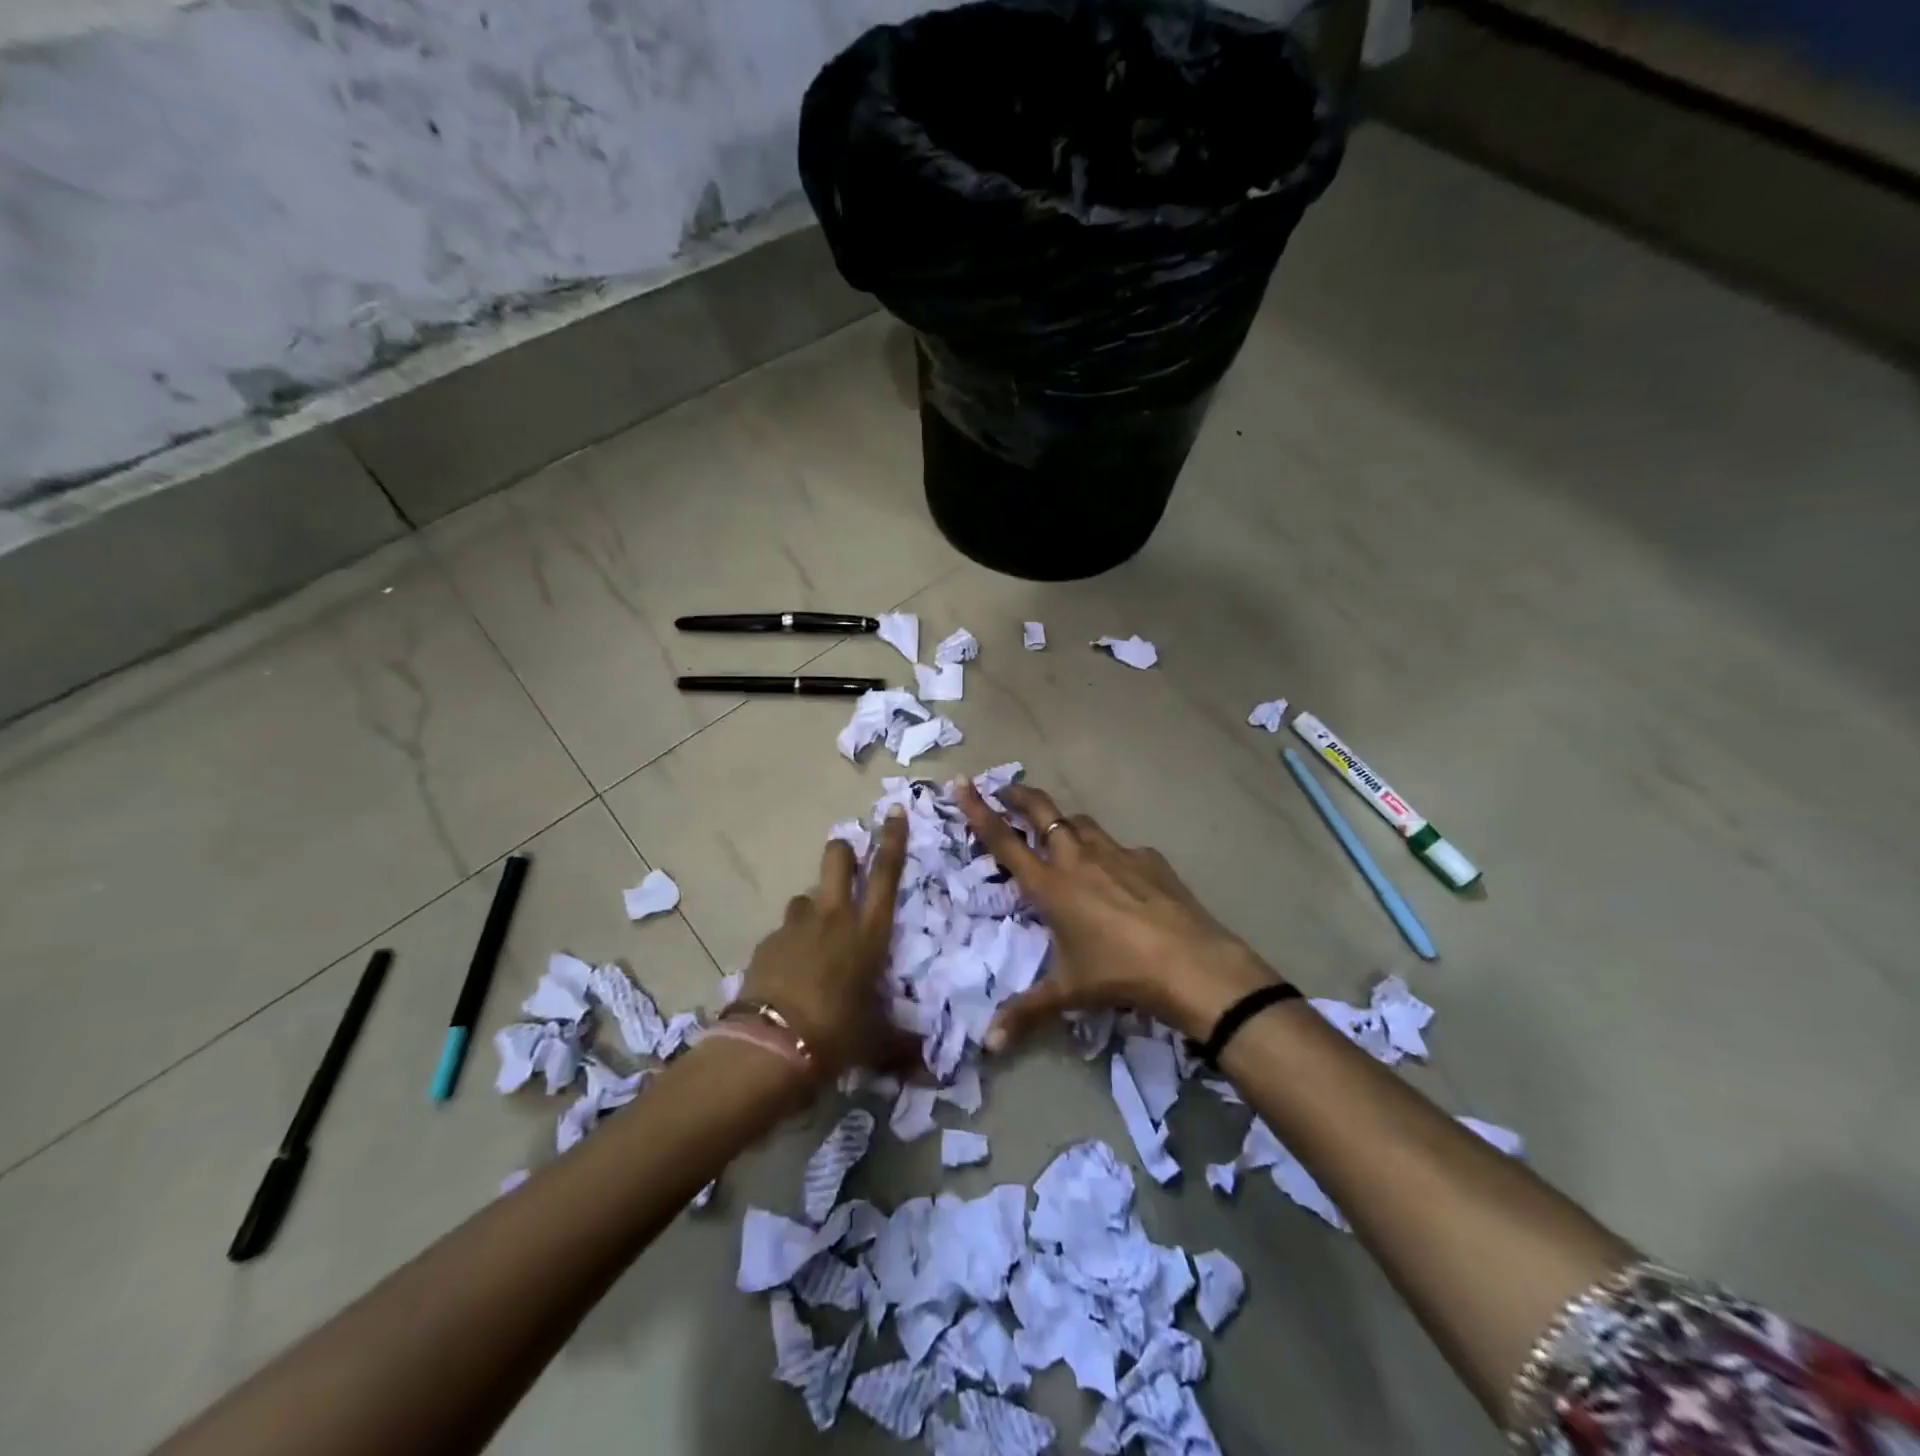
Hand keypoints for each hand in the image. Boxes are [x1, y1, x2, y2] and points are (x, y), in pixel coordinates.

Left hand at [738, 808, 911, 1079]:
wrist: (771, 1048)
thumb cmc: (837, 1035)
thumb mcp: (877, 1042)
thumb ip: (903, 1046)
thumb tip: (929, 1068)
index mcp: (868, 932)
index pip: (885, 873)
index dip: (893, 840)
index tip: (894, 812)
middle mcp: (833, 918)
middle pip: (837, 860)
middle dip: (844, 850)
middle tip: (848, 856)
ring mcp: (795, 927)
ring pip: (806, 896)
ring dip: (814, 906)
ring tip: (817, 935)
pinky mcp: (766, 944)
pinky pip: (784, 931)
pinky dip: (791, 941)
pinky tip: (791, 969)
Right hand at [957, 781, 1279, 1046]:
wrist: (1190, 962)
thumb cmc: (1118, 973)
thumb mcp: (1068, 992)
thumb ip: (1026, 1012)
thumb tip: (989, 1045)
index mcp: (1050, 885)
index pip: (1003, 840)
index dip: (978, 810)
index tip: (962, 783)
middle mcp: (1077, 858)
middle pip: (1042, 812)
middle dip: (1020, 795)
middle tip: (1006, 788)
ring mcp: (1116, 853)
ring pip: (1081, 822)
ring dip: (1064, 822)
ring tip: (1059, 832)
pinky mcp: (1148, 858)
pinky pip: (1119, 847)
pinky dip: (1108, 852)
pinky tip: (1119, 875)